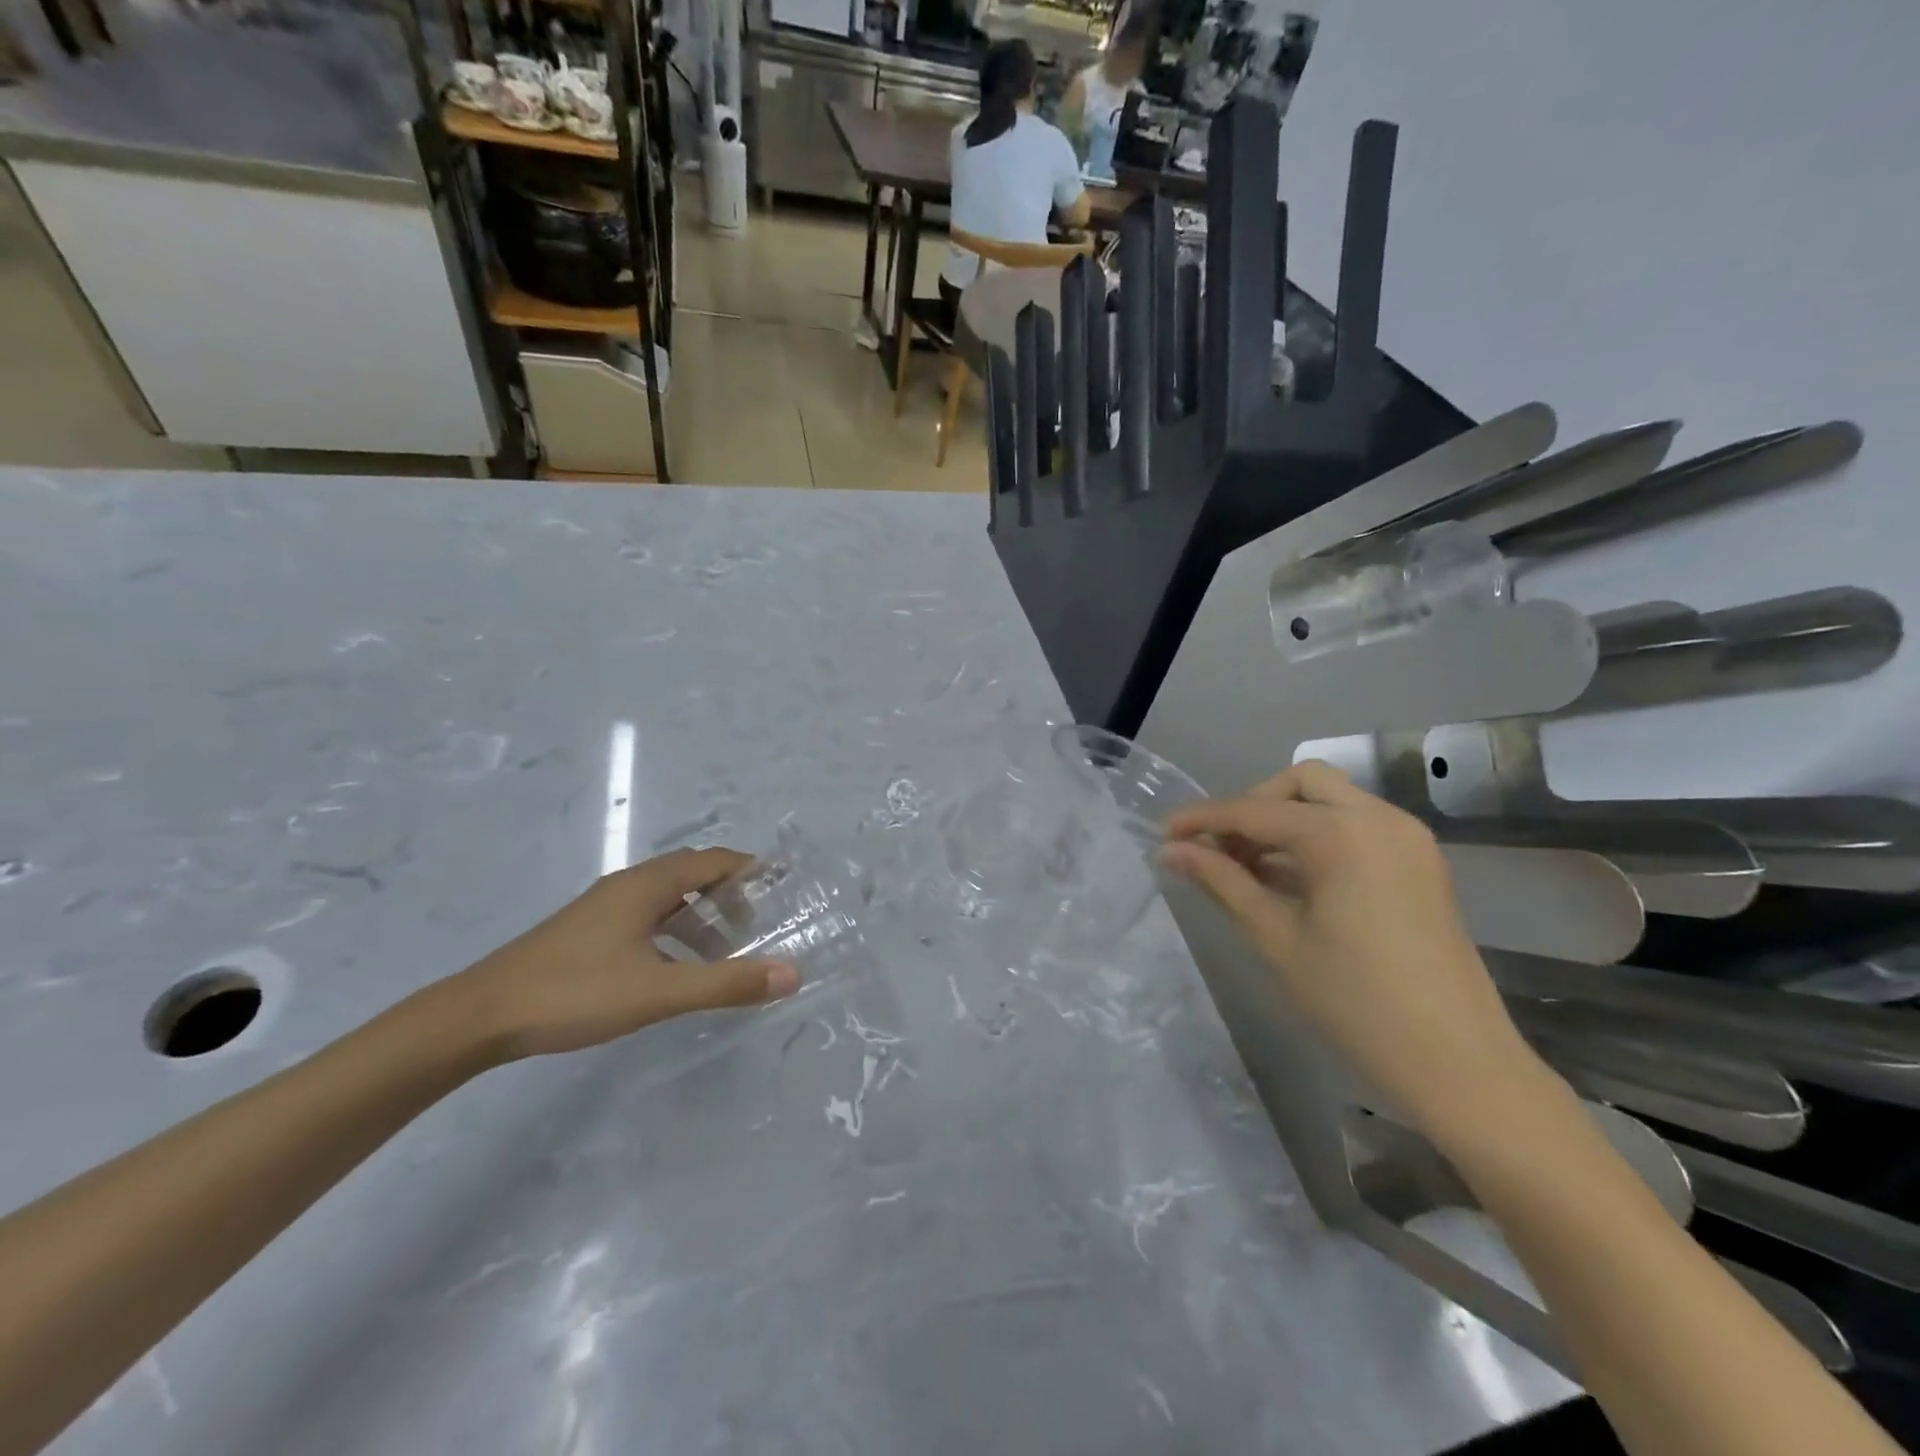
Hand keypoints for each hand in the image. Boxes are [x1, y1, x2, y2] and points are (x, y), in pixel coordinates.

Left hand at [447, 848, 801, 1063]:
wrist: (479, 1017)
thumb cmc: (574, 993)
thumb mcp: (659, 991)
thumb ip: (726, 983)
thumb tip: (792, 974)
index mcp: (646, 885)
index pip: (712, 860)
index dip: (750, 868)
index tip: (783, 883)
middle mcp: (627, 885)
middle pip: (692, 874)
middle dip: (729, 894)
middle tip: (758, 923)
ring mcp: (603, 907)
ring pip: (667, 898)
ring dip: (701, 916)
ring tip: (723, 952)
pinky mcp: (587, 931)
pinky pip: (646, 916)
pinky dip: (674, 931)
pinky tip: (674, 968)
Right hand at [1160, 762, 1542, 1129]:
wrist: (1459, 1062)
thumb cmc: (1355, 1002)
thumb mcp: (1277, 938)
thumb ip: (1222, 881)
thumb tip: (1171, 852)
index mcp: (1342, 834)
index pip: (1254, 811)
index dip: (1203, 819)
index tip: (1163, 833)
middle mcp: (1380, 818)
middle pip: (1300, 783)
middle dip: (1252, 805)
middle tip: (1219, 848)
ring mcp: (1408, 838)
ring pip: (1332, 799)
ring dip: (1285, 819)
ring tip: (1247, 865)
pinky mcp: (1420, 862)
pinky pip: (1358, 825)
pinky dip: (1318, 836)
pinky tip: (1291, 876)